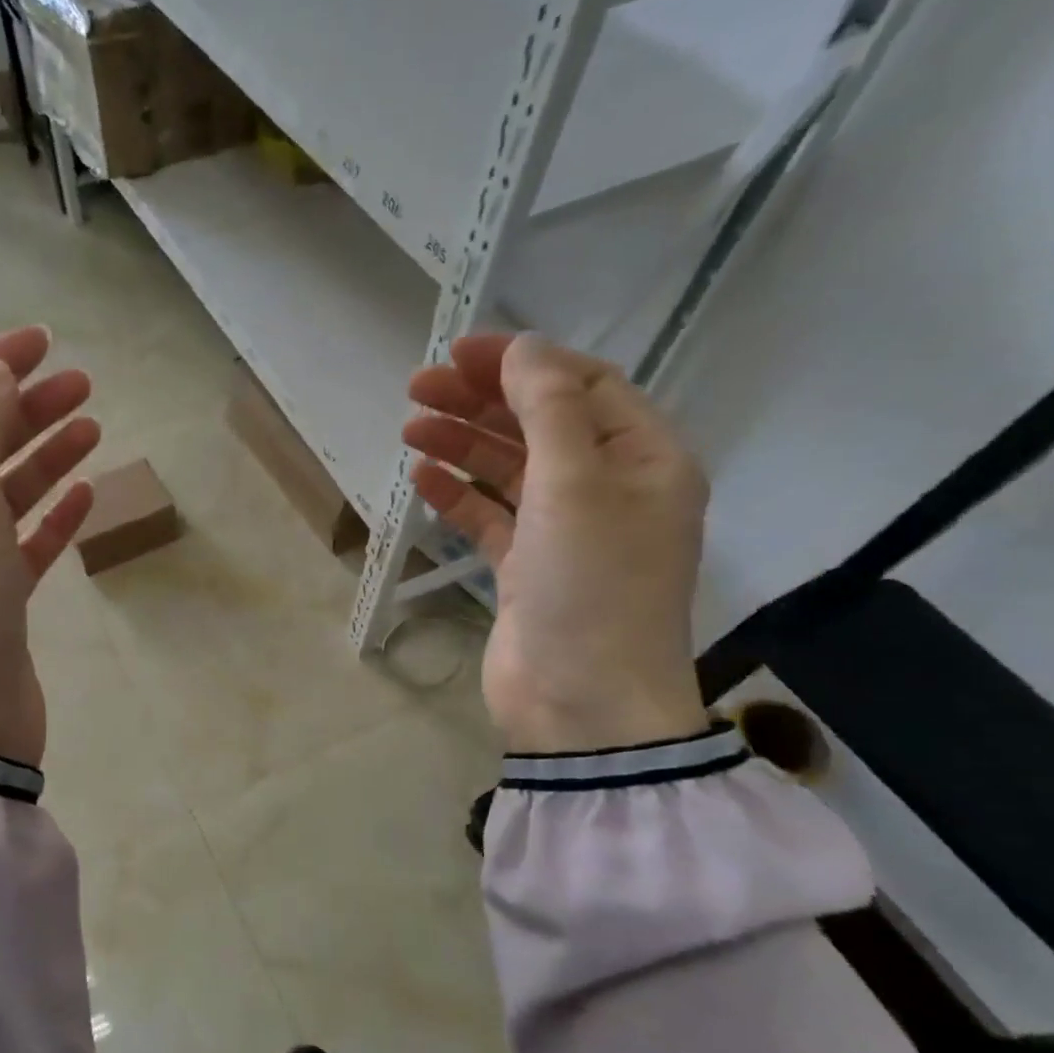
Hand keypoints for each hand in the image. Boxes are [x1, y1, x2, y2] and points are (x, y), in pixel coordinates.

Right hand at [403, 333, 709, 752]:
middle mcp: (609, 489)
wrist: (582, 704)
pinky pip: (490, 516)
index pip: (583, 386)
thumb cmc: (591, 587)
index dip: (522, 362)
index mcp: (644, 460)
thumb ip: (549, 409)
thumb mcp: (576, 485)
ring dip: (462, 444)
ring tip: (409, 428)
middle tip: (418, 386)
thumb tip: (522, 348)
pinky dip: (457, 495)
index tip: (459, 352)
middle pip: (539, 424)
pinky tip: (421, 479)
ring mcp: (564, 532)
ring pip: (509, 469)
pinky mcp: (526, 568)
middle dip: (480, 400)